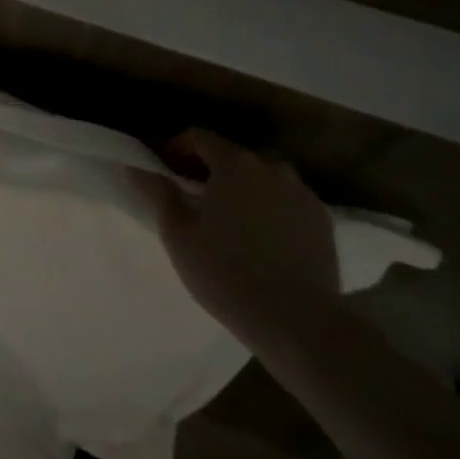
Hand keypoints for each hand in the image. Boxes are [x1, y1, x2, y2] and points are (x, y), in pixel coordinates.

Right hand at [135, 128, 339, 344]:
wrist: (298, 322)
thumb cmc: (226, 272)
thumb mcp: (177, 233)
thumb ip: (156, 191)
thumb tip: (136, 165)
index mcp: (234, 163)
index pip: (198, 136)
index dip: (176, 148)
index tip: (165, 171)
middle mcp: (271, 166)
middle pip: (232, 155)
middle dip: (210, 169)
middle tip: (194, 198)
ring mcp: (302, 193)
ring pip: (263, 177)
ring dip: (243, 188)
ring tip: (230, 219)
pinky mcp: (323, 221)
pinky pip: (287, 201)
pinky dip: (270, 208)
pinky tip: (261, 239)